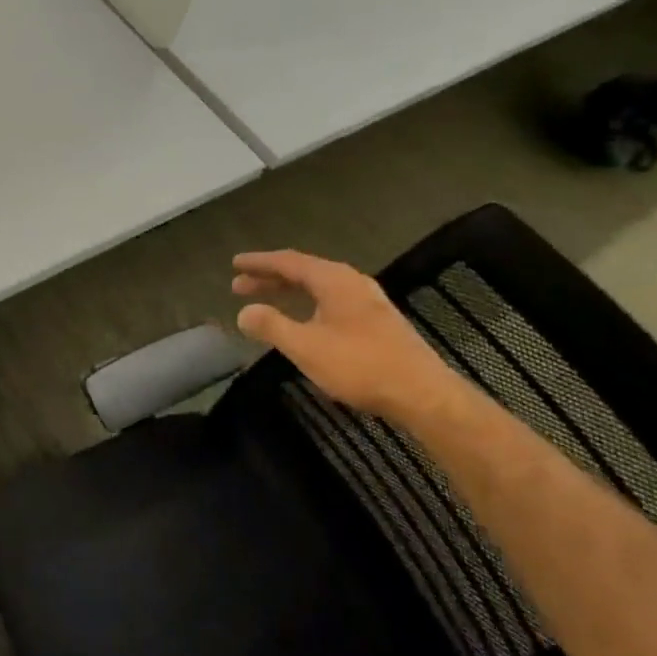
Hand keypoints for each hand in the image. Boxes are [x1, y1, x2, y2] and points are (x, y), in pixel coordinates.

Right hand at [232, 250, 453, 421]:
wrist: (421, 393)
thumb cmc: (359, 365)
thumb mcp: (306, 347)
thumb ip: (271, 326)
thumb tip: (243, 312)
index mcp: (334, 280)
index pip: (289, 262)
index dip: (259, 263)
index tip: (235, 264)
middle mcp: (352, 283)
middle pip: (304, 272)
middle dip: (270, 278)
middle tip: (239, 286)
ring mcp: (367, 301)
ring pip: (318, 288)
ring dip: (288, 292)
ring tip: (263, 301)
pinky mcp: (376, 322)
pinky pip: (330, 301)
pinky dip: (306, 304)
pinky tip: (300, 320)